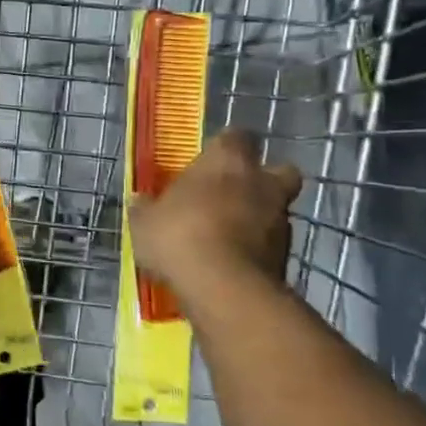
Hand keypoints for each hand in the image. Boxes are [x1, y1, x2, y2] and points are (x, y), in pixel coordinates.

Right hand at [131, 129, 301, 295]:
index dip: (224, 148)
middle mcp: (261, 182)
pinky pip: (272, 243)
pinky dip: (258, 248)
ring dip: (258, 217)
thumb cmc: (180, 237)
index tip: (209, 162)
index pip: (235, 137)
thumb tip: (140, 201)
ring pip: (275, 208)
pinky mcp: (286, 255)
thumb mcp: (145, 222)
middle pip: (276, 169)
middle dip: (260, 180)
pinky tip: (234, 262)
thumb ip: (146, 208)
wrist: (224, 288)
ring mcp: (280, 219)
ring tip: (228, 237)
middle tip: (233, 195)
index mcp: (227, 161)